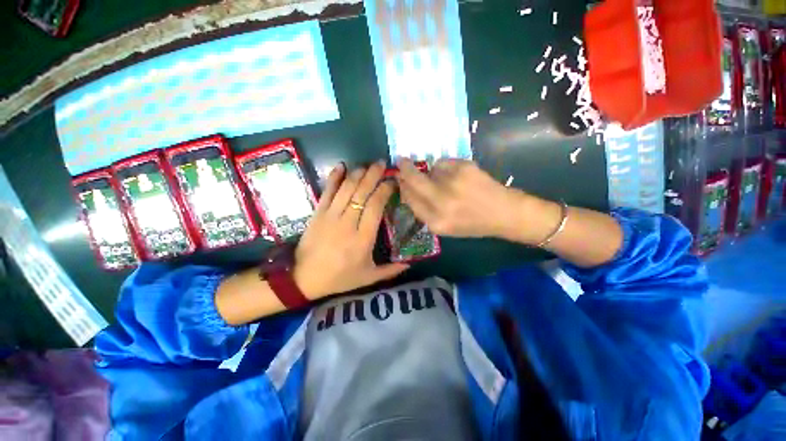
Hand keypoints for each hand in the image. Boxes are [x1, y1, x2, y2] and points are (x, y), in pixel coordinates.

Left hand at [293, 161, 408, 297]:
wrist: (303, 278)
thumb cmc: (339, 278)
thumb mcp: (368, 277)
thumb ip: (390, 270)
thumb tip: (410, 264)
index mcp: (363, 238)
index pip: (376, 206)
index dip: (385, 190)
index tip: (392, 182)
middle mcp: (348, 223)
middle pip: (362, 193)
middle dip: (373, 175)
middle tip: (383, 164)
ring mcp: (331, 216)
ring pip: (346, 189)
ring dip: (358, 174)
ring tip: (368, 165)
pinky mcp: (318, 213)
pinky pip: (327, 191)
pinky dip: (334, 177)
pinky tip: (341, 166)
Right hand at [396, 158, 545, 240]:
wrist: (504, 213)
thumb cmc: (472, 223)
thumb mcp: (444, 226)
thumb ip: (423, 210)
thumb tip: (406, 187)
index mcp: (436, 222)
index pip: (409, 199)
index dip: (403, 187)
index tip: (400, 179)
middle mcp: (442, 202)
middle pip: (413, 179)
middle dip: (405, 169)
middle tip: (401, 161)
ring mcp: (453, 183)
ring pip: (430, 168)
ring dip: (431, 171)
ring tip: (446, 180)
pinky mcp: (464, 168)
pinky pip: (443, 162)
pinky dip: (445, 167)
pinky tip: (457, 175)